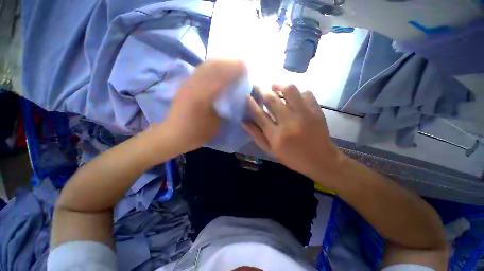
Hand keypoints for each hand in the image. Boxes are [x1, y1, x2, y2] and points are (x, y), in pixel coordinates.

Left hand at [159, 59, 246, 153]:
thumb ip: (224, 109)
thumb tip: (231, 97)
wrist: (173, 134)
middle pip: (213, 66)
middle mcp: (194, 86)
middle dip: (229, 63)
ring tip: (232, 65)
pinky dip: (212, 67)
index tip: (246, 68)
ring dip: (221, 63)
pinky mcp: (185, 85)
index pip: (221, 77)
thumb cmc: (196, 133)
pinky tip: (218, 70)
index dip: (234, 70)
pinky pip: (201, 70)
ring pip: (206, 66)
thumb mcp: (215, 124)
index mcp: (202, 97)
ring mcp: (188, 83)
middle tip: (241, 64)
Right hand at [243, 84, 344, 183]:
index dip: (250, 103)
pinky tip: (293, 96)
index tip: (247, 95)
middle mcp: (288, 122)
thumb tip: (243, 121)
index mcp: (275, 135)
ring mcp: (304, 114)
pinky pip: (306, 93)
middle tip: (257, 85)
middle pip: (271, 99)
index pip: (258, 114)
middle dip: (261, 89)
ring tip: (274, 86)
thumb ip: (256, 135)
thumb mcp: (270, 150)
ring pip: (289, 90)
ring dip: (279, 85)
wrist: (320, 160)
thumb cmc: (292, 157)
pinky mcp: (316, 111)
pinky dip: (297, 91)